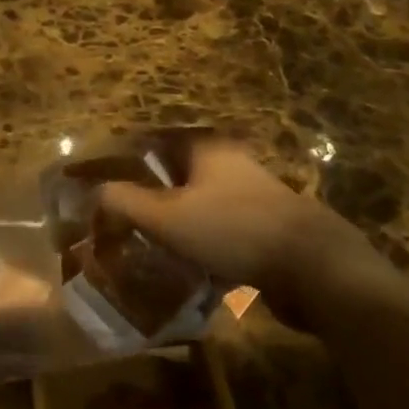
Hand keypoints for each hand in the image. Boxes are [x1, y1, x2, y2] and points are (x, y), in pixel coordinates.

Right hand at [98, 137, 408, 330]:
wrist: (313, 267)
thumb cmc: (233, 229)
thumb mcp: (170, 217)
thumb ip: (128, 203)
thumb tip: (95, 193)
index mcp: (204, 145)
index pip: (155, 139)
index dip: (128, 157)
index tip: (104, 180)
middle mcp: (228, 160)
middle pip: (177, 171)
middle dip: (151, 193)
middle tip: (123, 219)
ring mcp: (251, 192)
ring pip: (200, 201)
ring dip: (177, 221)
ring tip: (150, 247)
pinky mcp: (266, 226)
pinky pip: (221, 228)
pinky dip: (202, 242)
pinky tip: (189, 268)